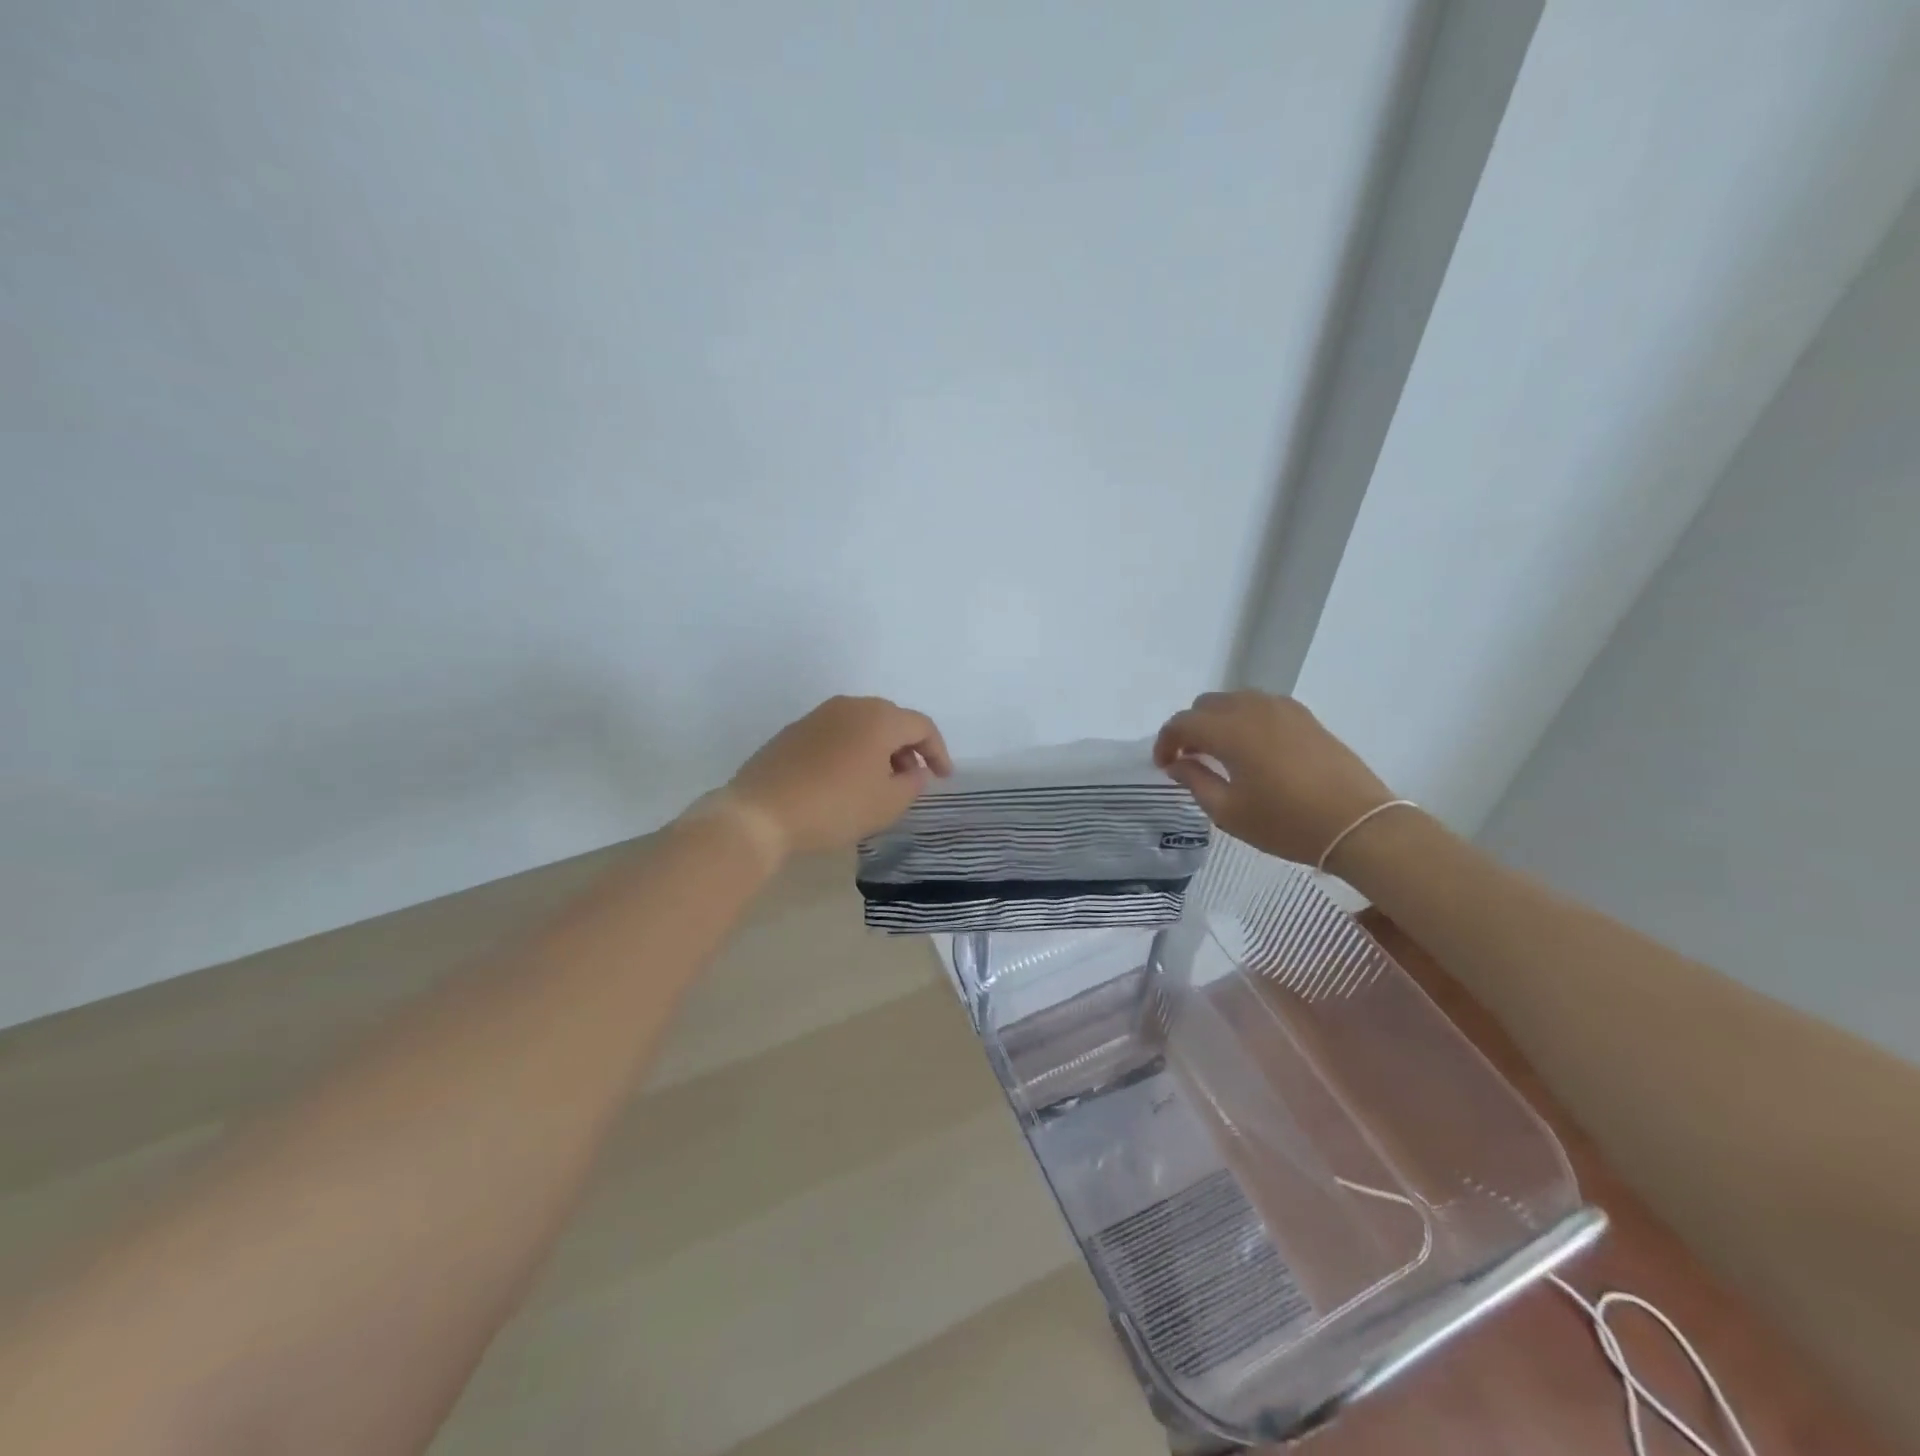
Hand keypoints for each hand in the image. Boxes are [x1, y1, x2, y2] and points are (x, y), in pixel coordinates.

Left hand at [725, 695, 952, 857]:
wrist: (760, 812)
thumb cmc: (835, 806)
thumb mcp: (887, 803)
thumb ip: (912, 783)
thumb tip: (913, 770)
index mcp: (879, 718)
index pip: (922, 726)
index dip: (938, 751)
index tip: (943, 778)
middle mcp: (850, 706)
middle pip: (892, 720)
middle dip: (908, 748)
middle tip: (911, 779)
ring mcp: (818, 715)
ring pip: (862, 725)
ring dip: (879, 749)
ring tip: (879, 782)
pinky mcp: (795, 731)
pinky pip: (837, 734)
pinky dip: (851, 751)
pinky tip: (845, 780)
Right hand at [1153, 692, 1395, 866]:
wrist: (1358, 824)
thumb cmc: (1286, 823)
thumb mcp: (1229, 812)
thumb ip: (1195, 781)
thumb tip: (1177, 763)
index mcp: (1230, 731)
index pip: (1183, 723)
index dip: (1166, 742)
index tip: (1163, 766)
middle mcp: (1253, 709)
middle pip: (1206, 704)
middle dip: (1190, 728)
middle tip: (1189, 759)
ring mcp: (1283, 709)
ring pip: (1235, 701)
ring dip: (1217, 721)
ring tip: (1219, 753)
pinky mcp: (1305, 717)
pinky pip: (1261, 706)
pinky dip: (1244, 719)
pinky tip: (1251, 749)